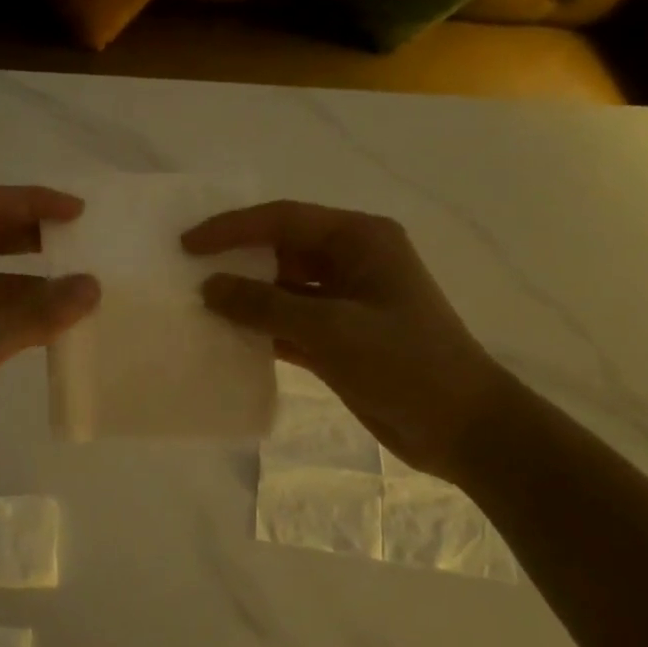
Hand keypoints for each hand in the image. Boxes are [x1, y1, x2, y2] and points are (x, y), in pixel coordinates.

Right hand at [182, 201, 508, 481]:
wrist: (461, 427)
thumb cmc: (404, 363)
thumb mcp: (330, 328)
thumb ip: (265, 305)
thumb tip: (209, 286)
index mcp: (360, 239)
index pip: (283, 219)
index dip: (232, 228)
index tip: (187, 243)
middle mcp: (352, 261)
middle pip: (281, 249)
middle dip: (237, 259)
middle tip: (186, 271)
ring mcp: (346, 301)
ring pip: (283, 288)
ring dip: (246, 297)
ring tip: (198, 305)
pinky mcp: (340, 338)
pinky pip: (290, 322)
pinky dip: (261, 329)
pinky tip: (227, 338)